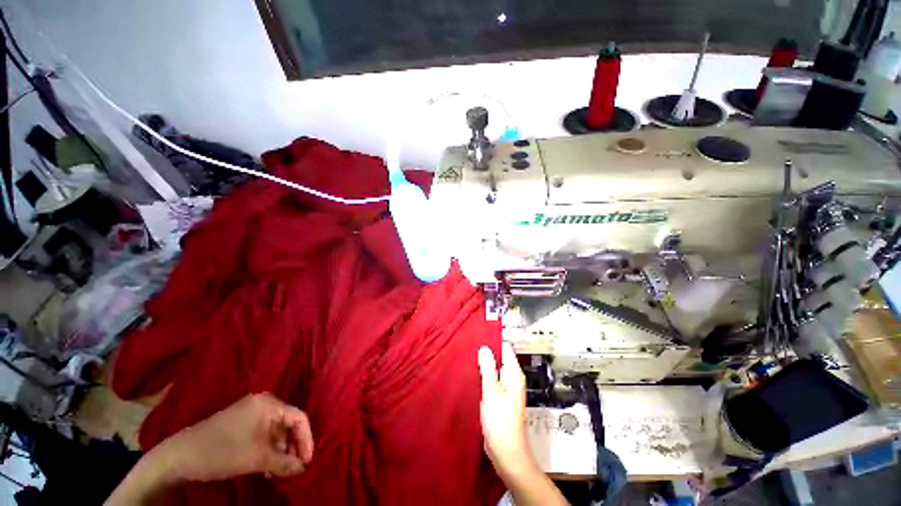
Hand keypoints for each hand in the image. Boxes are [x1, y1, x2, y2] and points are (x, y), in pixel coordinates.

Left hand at [157, 393, 314, 481]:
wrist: (179, 457)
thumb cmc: (222, 452)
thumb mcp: (256, 459)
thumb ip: (284, 462)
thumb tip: (303, 468)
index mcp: (269, 404)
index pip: (299, 418)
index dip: (306, 439)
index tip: (307, 462)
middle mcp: (263, 404)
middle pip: (288, 424)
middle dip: (292, 447)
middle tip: (294, 468)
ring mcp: (251, 413)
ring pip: (276, 431)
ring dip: (280, 451)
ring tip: (280, 471)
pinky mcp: (241, 423)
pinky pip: (264, 434)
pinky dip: (268, 450)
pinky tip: (266, 466)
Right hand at [477, 342, 534, 477]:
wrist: (507, 452)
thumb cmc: (500, 421)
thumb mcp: (491, 391)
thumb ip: (488, 368)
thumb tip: (484, 347)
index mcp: (514, 374)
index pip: (505, 348)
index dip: (492, 341)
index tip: (477, 337)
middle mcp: (513, 378)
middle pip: (500, 357)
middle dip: (487, 352)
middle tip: (470, 348)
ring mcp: (508, 388)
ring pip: (495, 369)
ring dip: (485, 365)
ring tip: (469, 359)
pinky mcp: (502, 397)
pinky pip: (493, 380)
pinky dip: (485, 376)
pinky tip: (474, 375)